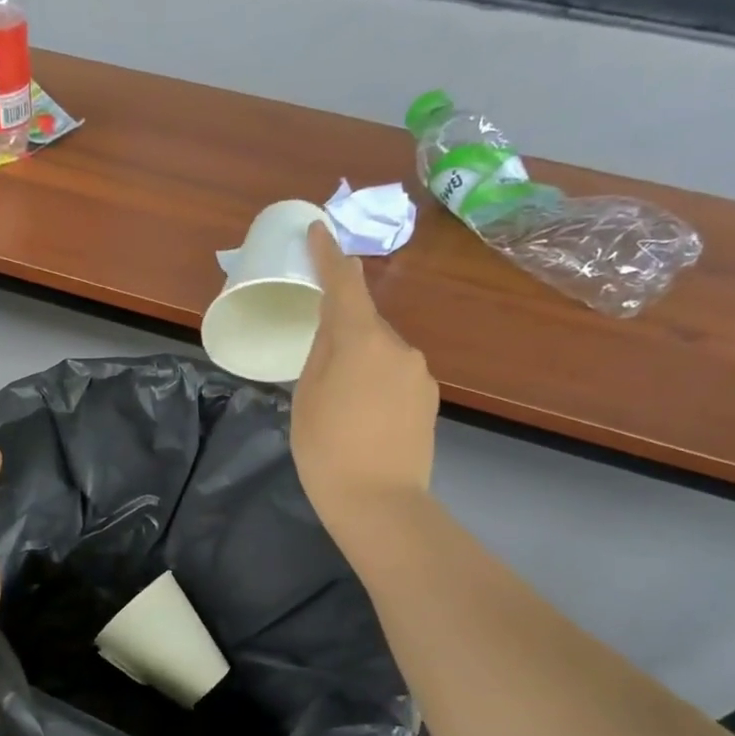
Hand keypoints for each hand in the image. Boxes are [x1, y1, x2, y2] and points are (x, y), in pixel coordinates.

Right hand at [292, 223, 439, 550]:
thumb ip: (321, 353)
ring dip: (358, 360)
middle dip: (341, 328)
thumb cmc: (327, 451)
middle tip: (315, 365)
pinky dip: (375, 382)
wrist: (380, 504)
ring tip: (337, 402)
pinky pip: (394, 374)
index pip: (345, 285)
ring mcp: (418, 373)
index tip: (320, 231)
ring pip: (380, 350)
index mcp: (362, 341)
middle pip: (364, 322)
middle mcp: (399, 347)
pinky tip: (361, 416)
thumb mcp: (306, 398)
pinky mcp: (427, 398)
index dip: (330, 257)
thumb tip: (334, 329)